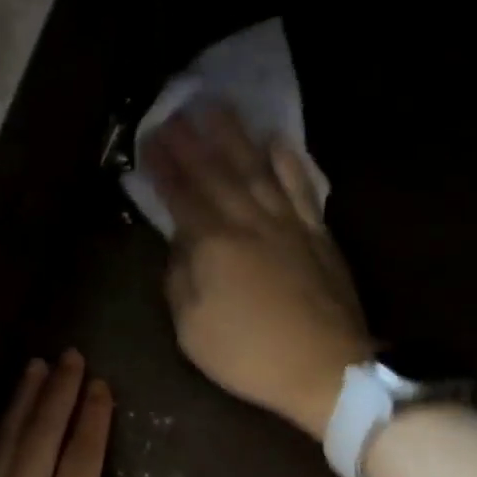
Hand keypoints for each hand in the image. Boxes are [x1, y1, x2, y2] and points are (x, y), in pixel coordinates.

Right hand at [143, 104, 374, 438]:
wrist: (326, 368)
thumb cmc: (249, 355)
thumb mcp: (192, 330)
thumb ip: (180, 280)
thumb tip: (181, 245)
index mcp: (213, 246)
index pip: (182, 196)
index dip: (164, 167)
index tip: (150, 139)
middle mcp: (249, 222)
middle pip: (216, 172)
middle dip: (192, 140)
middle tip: (175, 110)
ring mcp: (288, 223)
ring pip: (257, 168)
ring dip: (235, 136)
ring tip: (218, 107)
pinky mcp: (317, 233)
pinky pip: (301, 186)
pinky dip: (287, 161)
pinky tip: (276, 141)